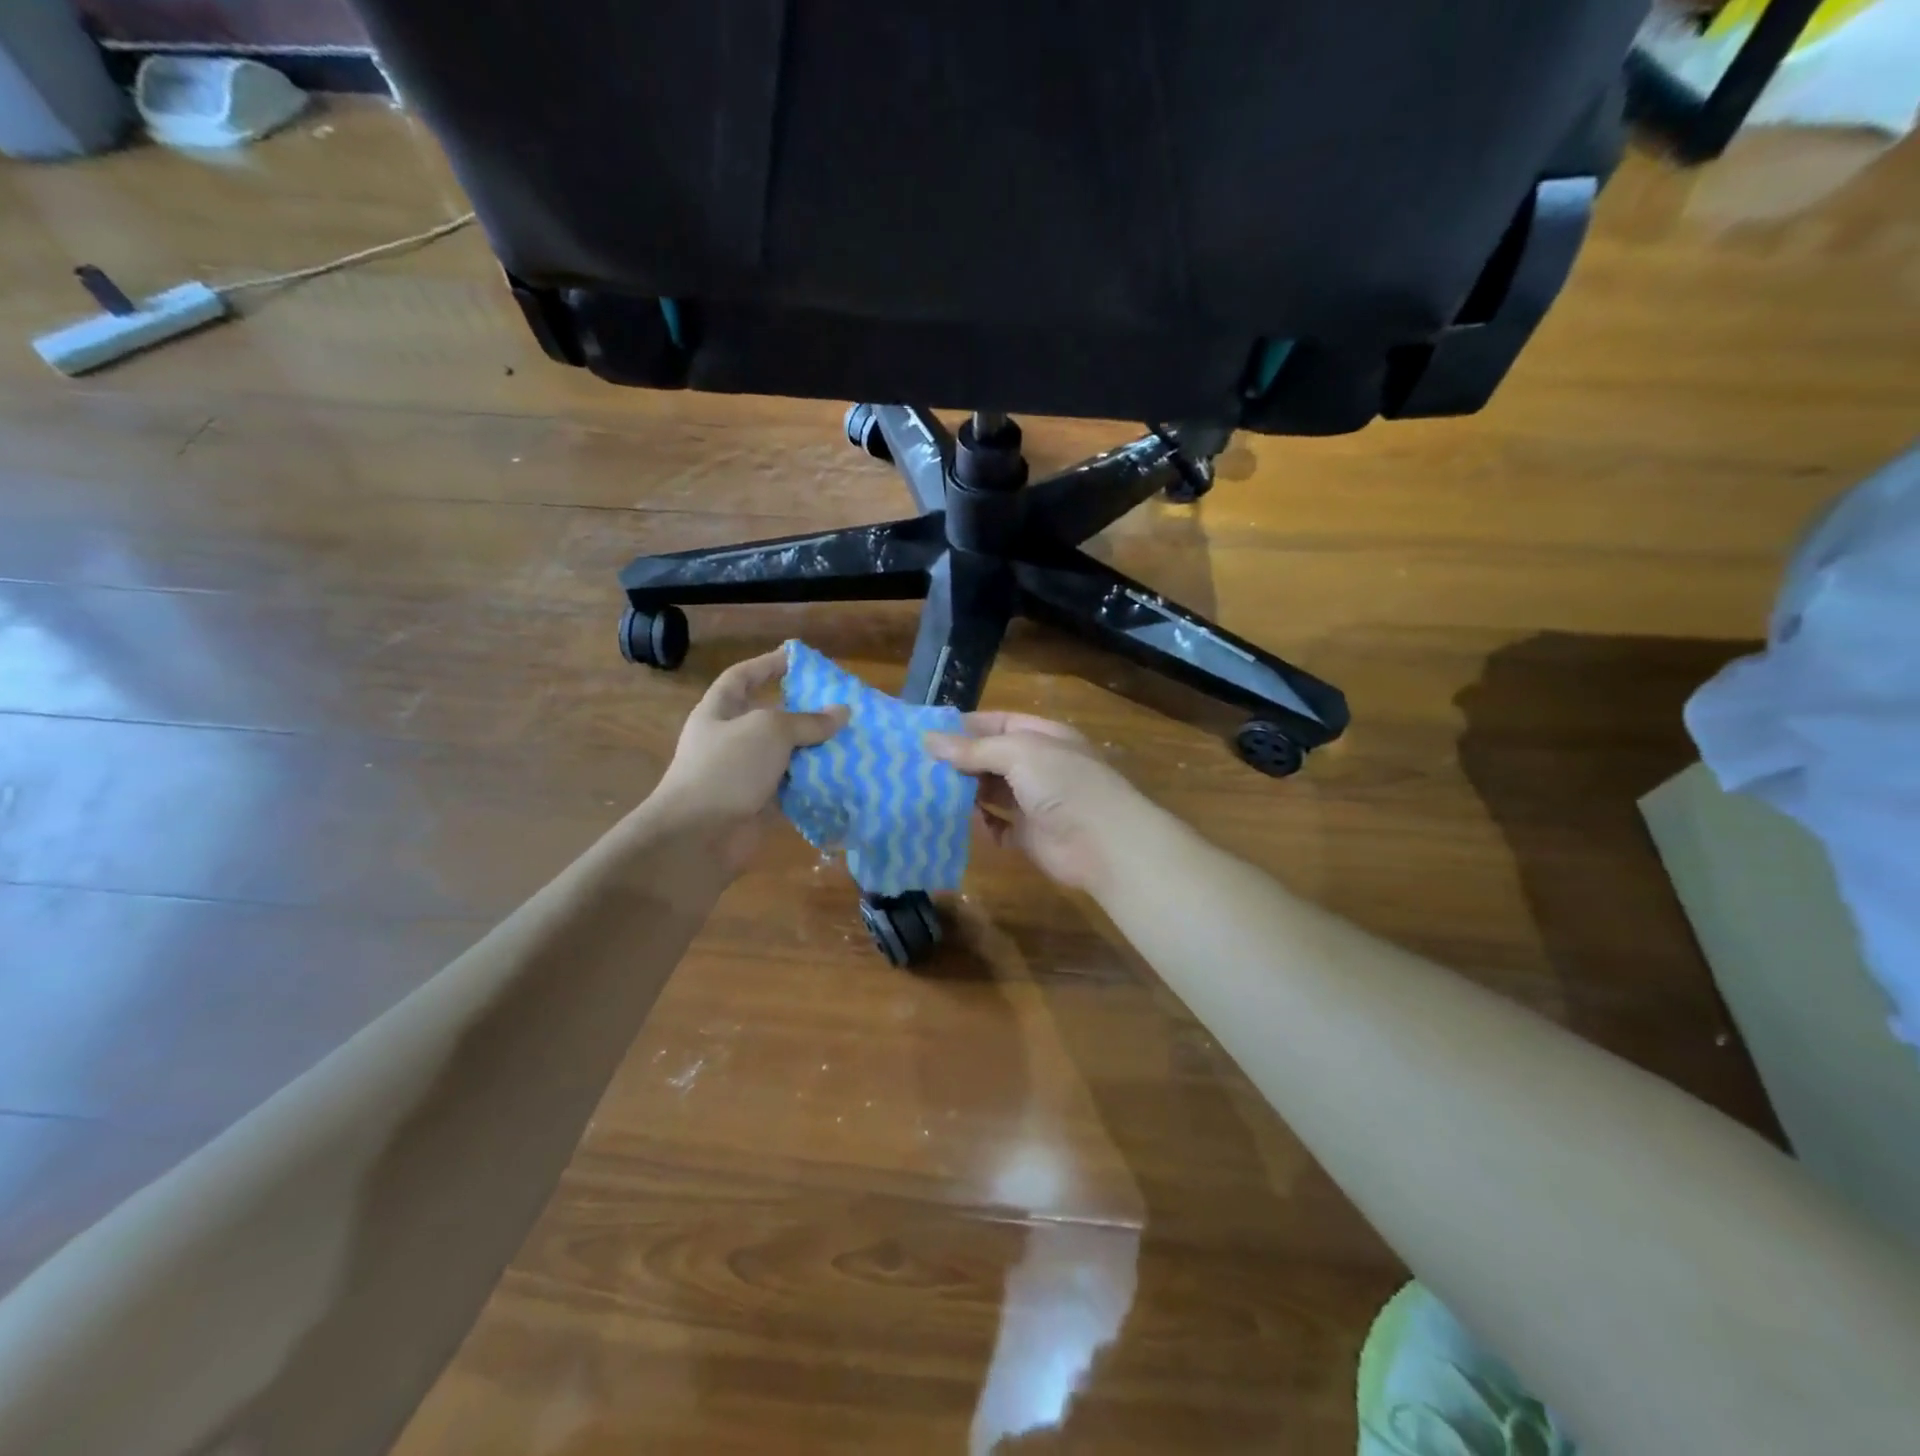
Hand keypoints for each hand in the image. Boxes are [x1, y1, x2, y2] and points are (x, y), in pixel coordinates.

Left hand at [649, 649, 846, 874]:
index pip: (742, 678)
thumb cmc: (727, 768)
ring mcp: (744, 775)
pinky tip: (843, 776)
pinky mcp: (759, 806)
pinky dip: (814, 783)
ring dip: (814, 750)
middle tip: (839, 706)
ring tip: (851, 740)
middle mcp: (730, 741)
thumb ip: (807, 720)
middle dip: (802, 712)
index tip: (797, 659)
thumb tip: (842, 712)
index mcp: (719, 712)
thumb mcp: (769, 730)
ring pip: (785, 755)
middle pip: (769, 717)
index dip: (767, 665)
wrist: (699, 836)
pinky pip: (792, 788)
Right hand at [925, 712, 1151, 893]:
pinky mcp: (1028, 835)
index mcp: (1043, 736)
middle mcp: (1038, 766)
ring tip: (924, 791)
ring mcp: (1033, 802)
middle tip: (915, 765)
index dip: (964, 726)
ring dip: (963, 792)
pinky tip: (955, 821)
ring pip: (990, 792)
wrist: (1104, 843)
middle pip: (990, 758)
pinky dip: (978, 824)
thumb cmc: (1064, 784)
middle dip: (958, 761)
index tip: (926, 733)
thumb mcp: (1018, 752)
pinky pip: (996, 826)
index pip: (997, 723)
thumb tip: (929, 739)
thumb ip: (974, 748)